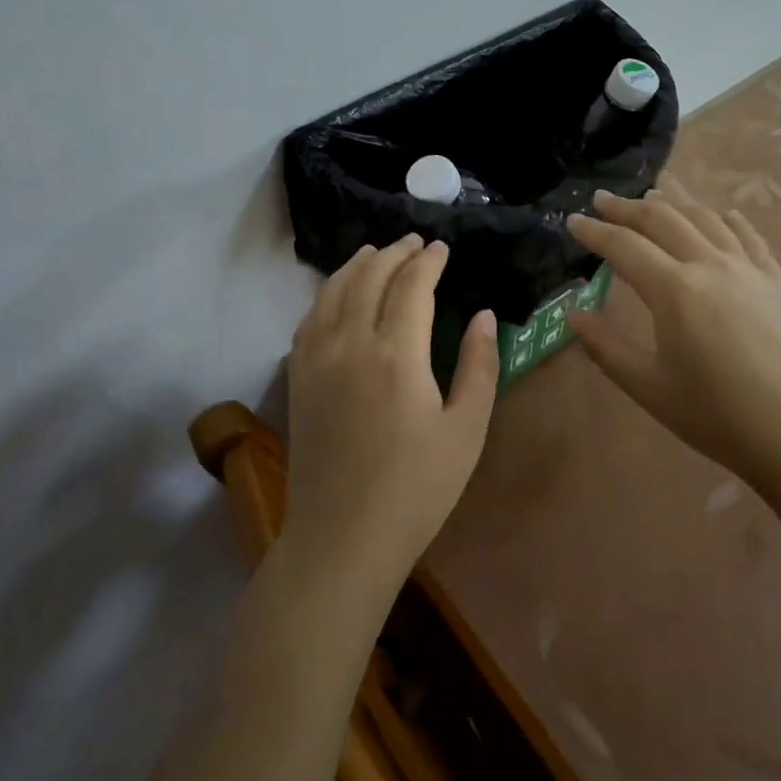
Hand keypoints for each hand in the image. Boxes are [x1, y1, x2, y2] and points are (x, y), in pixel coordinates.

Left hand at [283, 234, 498, 597]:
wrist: (342, 538)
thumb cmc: (416, 489)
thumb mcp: (466, 430)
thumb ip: (479, 365)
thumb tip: (482, 315)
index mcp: (397, 353)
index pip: (412, 285)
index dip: (429, 260)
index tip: (442, 248)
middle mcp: (351, 342)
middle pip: (370, 277)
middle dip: (395, 252)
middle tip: (414, 242)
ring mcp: (317, 358)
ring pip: (334, 290)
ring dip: (357, 264)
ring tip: (376, 252)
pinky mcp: (298, 377)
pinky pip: (310, 317)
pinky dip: (327, 292)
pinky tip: (338, 294)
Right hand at [566, 178, 780, 483]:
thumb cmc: (717, 416)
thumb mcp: (649, 387)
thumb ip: (605, 347)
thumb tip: (572, 314)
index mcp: (674, 290)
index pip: (624, 246)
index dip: (595, 231)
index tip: (573, 220)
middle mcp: (709, 265)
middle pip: (663, 219)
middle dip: (628, 207)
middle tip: (603, 199)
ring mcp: (748, 269)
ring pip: (705, 218)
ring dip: (675, 200)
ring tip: (655, 191)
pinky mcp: (776, 282)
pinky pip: (749, 236)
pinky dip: (729, 219)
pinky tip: (723, 213)